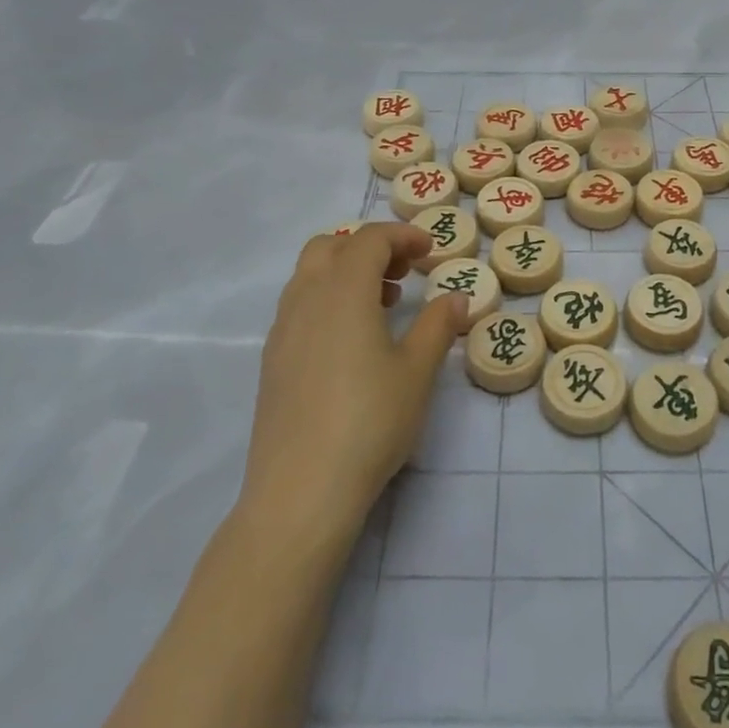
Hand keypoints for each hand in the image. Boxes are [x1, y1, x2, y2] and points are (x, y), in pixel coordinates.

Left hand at [239, 224, 465, 541]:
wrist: (301, 491)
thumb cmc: (369, 421)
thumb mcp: (417, 372)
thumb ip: (438, 326)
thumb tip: (456, 297)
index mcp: (343, 291)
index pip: (369, 240)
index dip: (402, 236)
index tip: (430, 251)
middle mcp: (306, 299)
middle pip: (330, 246)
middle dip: (368, 247)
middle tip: (402, 272)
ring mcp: (282, 330)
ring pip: (309, 275)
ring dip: (345, 272)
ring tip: (382, 305)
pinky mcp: (272, 361)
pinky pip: (299, 306)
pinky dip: (327, 299)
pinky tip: (351, 341)